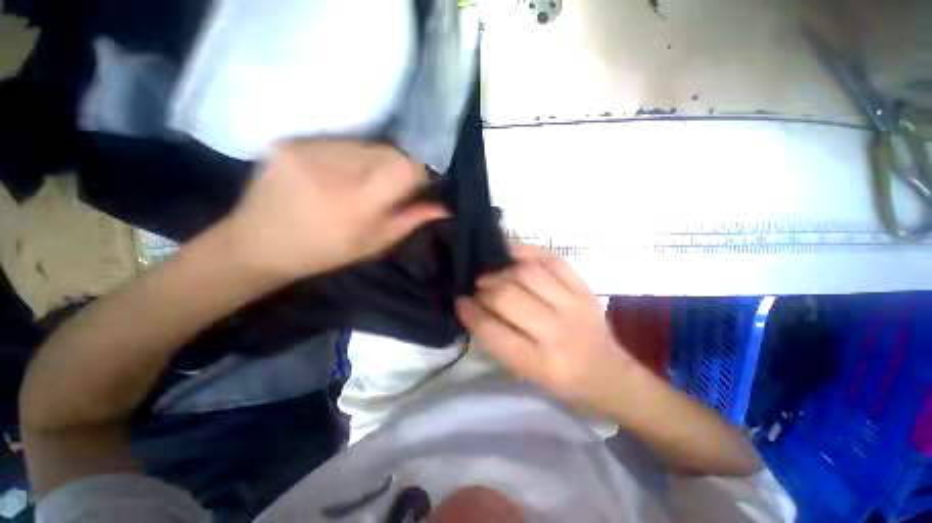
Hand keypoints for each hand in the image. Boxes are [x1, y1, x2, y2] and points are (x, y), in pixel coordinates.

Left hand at [227, 139, 447, 277]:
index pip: (405, 167)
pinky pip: (339, 141)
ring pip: (365, 143)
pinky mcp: (290, 141)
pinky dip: (346, 155)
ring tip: (354, 183)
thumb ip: (409, 221)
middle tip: (381, 189)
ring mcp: (307, 151)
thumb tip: (443, 208)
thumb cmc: (324, 253)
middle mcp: (333, 172)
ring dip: (371, 161)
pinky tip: (332, 174)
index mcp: (357, 205)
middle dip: (395, 167)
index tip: (411, 187)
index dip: (416, 174)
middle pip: (388, 151)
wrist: (259, 244)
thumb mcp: (373, 245)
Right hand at [456, 244, 636, 410]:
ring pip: (527, 274)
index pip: (492, 331)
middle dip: (484, 289)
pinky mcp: (585, 289)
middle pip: (508, 297)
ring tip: (491, 273)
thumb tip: (474, 308)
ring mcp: (575, 305)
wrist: (611, 375)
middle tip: (475, 287)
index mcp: (541, 364)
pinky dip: (528, 251)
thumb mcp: (526, 375)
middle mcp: (558, 332)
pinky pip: (552, 260)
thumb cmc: (564, 384)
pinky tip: (511, 252)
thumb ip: (498, 341)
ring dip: (501, 271)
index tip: (459, 302)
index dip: (470, 313)